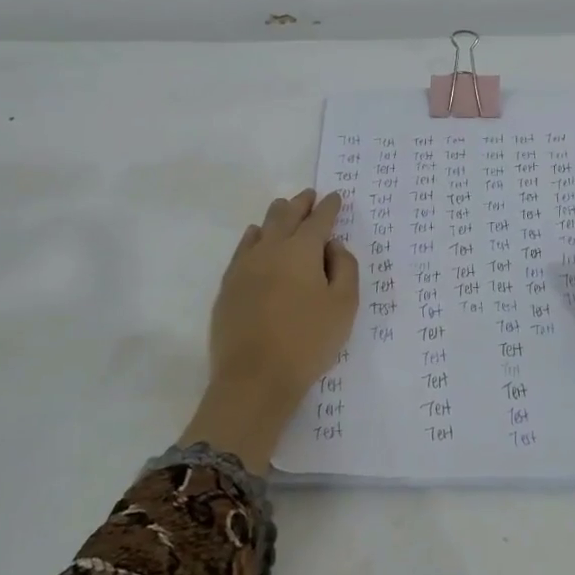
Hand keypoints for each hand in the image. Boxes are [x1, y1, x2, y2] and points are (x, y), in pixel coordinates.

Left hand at [180, 189, 358, 471]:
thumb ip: (345, 268)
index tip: (335, 197)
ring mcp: (245, 266)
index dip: (329, 206)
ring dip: (277, 216)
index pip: (319, 219)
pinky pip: (243, 249)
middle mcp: (271, 249)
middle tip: (309, 195)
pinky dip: (253, 237)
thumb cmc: (308, 341)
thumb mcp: (344, 305)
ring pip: (262, 228)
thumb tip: (333, 246)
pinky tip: (255, 237)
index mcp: (302, 250)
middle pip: (286, 216)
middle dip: (300, 203)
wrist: (255, 378)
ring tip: (284, 209)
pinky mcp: (228, 285)